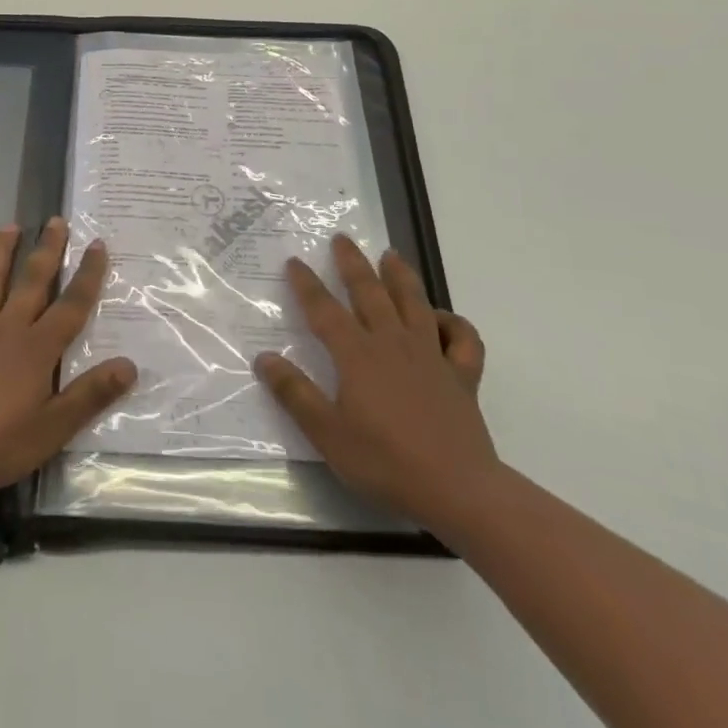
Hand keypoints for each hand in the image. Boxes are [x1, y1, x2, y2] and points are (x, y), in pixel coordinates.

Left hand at [0, 219, 136, 502]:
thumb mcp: (53, 430)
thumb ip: (90, 395)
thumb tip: (129, 364)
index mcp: (36, 349)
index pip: (70, 305)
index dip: (87, 274)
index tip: (97, 244)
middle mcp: (6, 329)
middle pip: (31, 281)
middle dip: (46, 249)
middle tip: (56, 220)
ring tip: (9, 227)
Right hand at [255, 234, 497, 535]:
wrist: (457, 489)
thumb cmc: (385, 462)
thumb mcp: (327, 434)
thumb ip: (295, 394)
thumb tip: (264, 357)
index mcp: (357, 355)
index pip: (324, 310)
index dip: (307, 284)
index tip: (295, 261)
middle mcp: (392, 343)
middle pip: (370, 293)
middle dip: (353, 263)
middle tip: (342, 238)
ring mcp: (431, 356)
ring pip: (415, 303)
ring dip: (401, 276)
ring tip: (391, 255)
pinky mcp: (462, 375)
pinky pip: (462, 339)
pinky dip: (454, 323)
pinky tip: (443, 319)